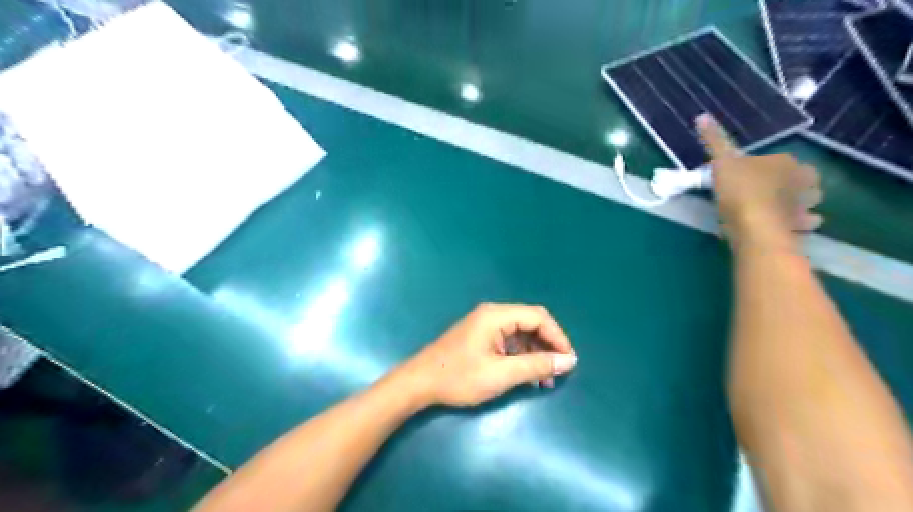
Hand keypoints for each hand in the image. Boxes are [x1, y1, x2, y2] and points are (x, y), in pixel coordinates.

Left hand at [395, 304, 576, 407]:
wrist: (420, 383)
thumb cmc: (459, 377)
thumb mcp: (501, 374)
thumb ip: (536, 365)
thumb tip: (568, 360)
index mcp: (496, 315)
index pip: (537, 317)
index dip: (557, 337)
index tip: (568, 360)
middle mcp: (492, 314)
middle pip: (530, 322)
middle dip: (547, 346)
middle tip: (558, 371)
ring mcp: (484, 325)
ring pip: (520, 333)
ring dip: (535, 353)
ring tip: (545, 379)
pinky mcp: (480, 337)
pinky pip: (508, 341)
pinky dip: (521, 356)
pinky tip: (527, 376)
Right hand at [700, 116, 820, 251]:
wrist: (754, 226)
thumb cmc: (739, 190)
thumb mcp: (721, 162)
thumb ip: (714, 141)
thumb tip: (701, 115)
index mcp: (786, 162)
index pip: (783, 160)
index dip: (768, 168)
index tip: (750, 176)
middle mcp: (803, 181)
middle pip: (803, 179)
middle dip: (792, 184)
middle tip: (768, 192)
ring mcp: (805, 205)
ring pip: (808, 201)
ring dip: (799, 204)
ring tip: (778, 210)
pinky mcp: (801, 227)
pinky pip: (804, 224)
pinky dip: (798, 225)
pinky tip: (783, 227)